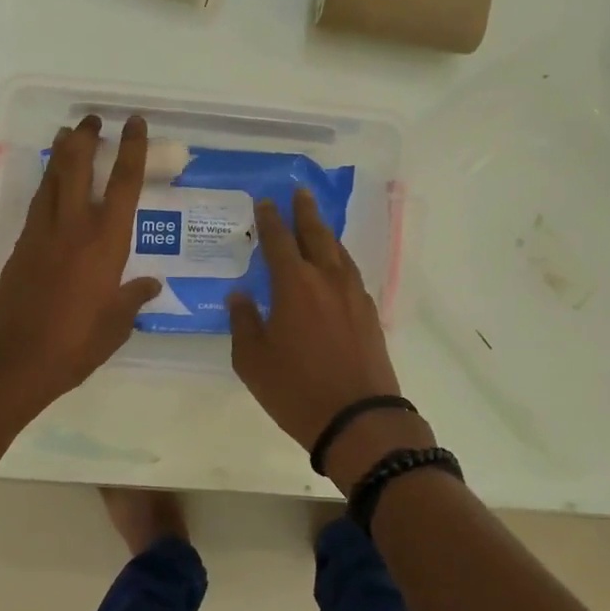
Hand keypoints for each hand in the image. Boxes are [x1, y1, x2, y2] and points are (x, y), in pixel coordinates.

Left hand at [0, 114, 160, 413]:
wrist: (14, 358)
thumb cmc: (75, 343)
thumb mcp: (116, 324)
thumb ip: (133, 298)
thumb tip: (152, 284)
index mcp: (105, 242)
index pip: (122, 184)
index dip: (131, 149)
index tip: (134, 123)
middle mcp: (74, 227)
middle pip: (77, 167)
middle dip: (86, 138)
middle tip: (92, 120)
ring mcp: (43, 233)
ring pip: (52, 179)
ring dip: (62, 154)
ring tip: (69, 135)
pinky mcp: (22, 246)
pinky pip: (38, 203)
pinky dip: (47, 184)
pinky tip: (52, 184)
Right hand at [228, 187, 404, 455]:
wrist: (359, 418)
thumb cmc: (296, 389)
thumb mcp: (252, 360)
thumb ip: (243, 321)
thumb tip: (239, 295)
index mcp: (294, 284)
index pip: (278, 240)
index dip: (270, 219)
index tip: (265, 202)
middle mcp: (327, 279)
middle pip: (316, 234)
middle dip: (305, 212)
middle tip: (300, 192)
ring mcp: (353, 295)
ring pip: (339, 252)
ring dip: (326, 233)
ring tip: (317, 224)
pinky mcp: (370, 313)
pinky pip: (352, 273)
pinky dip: (340, 260)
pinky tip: (336, 267)